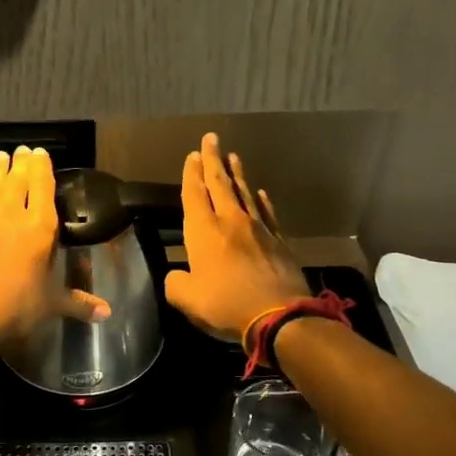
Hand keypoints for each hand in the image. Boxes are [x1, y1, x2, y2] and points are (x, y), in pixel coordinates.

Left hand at [0, 146, 109, 346]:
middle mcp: (9, 214)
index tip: (40, 153)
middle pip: (16, 180)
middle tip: (21, 150)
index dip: (42, 167)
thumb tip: (107, 313)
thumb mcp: (51, 305)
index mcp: (38, 227)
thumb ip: (78, 303)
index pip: (43, 187)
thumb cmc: (16, 307)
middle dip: (20, 163)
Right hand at [164, 133, 309, 341]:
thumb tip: (176, 276)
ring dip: (237, 174)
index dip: (191, 174)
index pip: (194, 194)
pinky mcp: (279, 242)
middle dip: (213, 160)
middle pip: (220, 184)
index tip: (192, 155)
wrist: (280, 316)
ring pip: (245, 193)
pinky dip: (262, 201)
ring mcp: (258, 230)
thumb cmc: (227, 305)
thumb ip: (175, 284)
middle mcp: (230, 222)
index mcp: (204, 232)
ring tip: (234, 157)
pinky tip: (261, 193)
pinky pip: (267, 213)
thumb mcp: (187, 299)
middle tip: (211, 139)